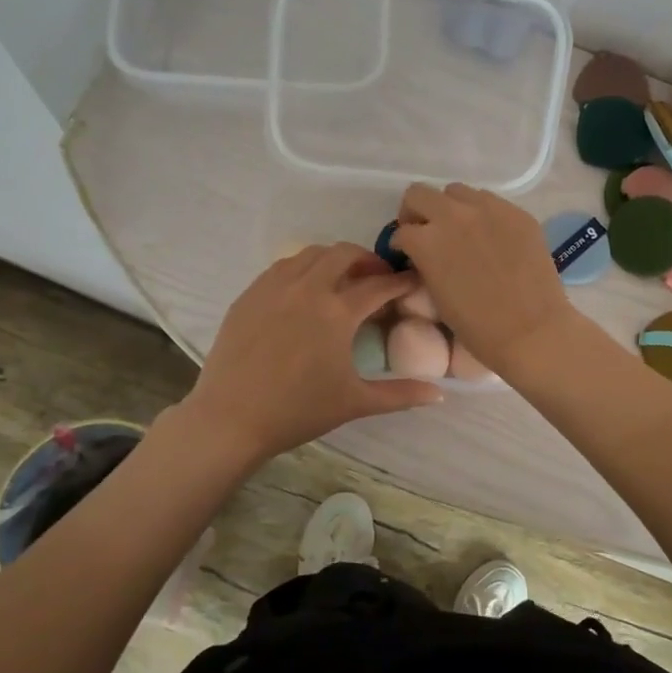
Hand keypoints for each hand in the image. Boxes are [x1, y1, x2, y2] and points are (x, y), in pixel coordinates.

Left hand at [181, 243, 443, 461]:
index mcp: (337, 312)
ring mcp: (274, 287)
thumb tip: (440, 394)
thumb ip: (400, 394)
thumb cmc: (298, 411)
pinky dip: (302, 269)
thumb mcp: (355, 402)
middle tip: (377, 277)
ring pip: (310, 254)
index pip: (379, 285)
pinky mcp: (250, 294)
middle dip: (367, 259)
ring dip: (333, 259)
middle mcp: (308, 288)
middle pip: (344, 254)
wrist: (231, 418)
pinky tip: (304, 289)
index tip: (413, 281)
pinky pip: (282, 267)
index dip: (401, 281)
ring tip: (342, 278)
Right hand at [390, 184, 574, 374]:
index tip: (408, 254)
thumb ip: (425, 263)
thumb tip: (424, 254)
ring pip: (456, 191)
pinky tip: (490, 236)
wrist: (531, 330)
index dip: (401, 244)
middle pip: (419, 194)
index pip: (401, 230)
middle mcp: (452, 215)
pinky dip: (482, 213)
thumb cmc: (477, 326)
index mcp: (426, 241)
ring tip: (460, 230)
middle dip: (416, 212)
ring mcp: (488, 209)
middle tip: (425, 231)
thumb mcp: (436, 294)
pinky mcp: (516, 212)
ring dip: (450, 208)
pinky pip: (490, 201)